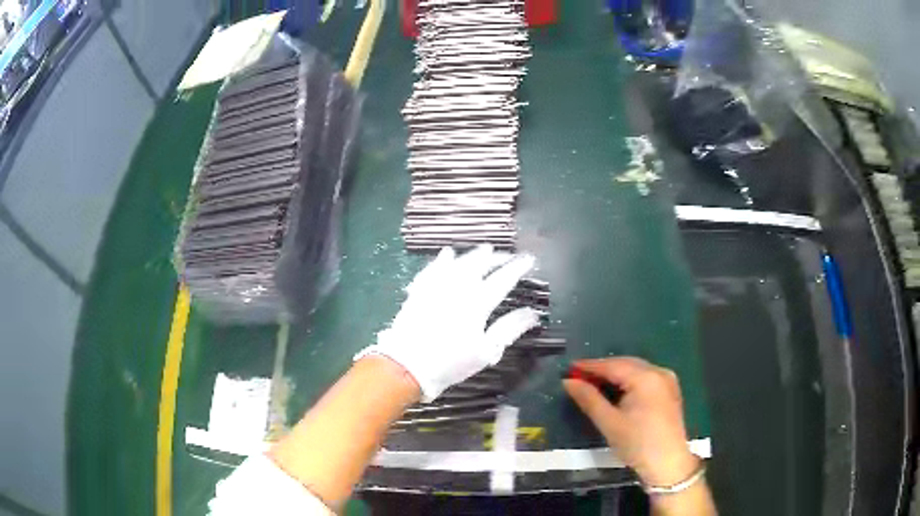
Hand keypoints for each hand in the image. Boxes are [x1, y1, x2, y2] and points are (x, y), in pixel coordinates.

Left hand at [356, 245, 539, 401]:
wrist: (407, 365)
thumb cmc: (451, 362)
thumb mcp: (487, 351)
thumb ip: (510, 329)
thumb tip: (533, 313)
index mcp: (478, 302)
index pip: (503, 278)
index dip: (518, 267)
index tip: (529, 259)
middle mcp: (458, 287)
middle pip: (480, 264)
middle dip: (497, 257)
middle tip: (508, 255)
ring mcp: (436, 286)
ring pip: (458, 262)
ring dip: (473, 254)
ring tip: (484, 249)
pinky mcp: (419, 290)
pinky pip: (433, 268)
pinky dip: (442, 259)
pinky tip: (447, 254)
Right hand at [563, 357, 698, 486]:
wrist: (668, 463)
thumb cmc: (637, 444)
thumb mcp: (609, 423)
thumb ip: (589, 399)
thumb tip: (568, 382)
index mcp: (645, 378)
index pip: (612, 365)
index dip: (590, 366)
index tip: (569, 369)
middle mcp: (659, 372)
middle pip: (626, 364)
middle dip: (603, 369)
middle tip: (579, 377)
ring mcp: (667, 380)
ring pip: (636, 369)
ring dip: (616, 374)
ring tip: (595, 383)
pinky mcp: (670, 390)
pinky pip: (645, 377)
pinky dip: (629, 380)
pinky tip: (618, 390)